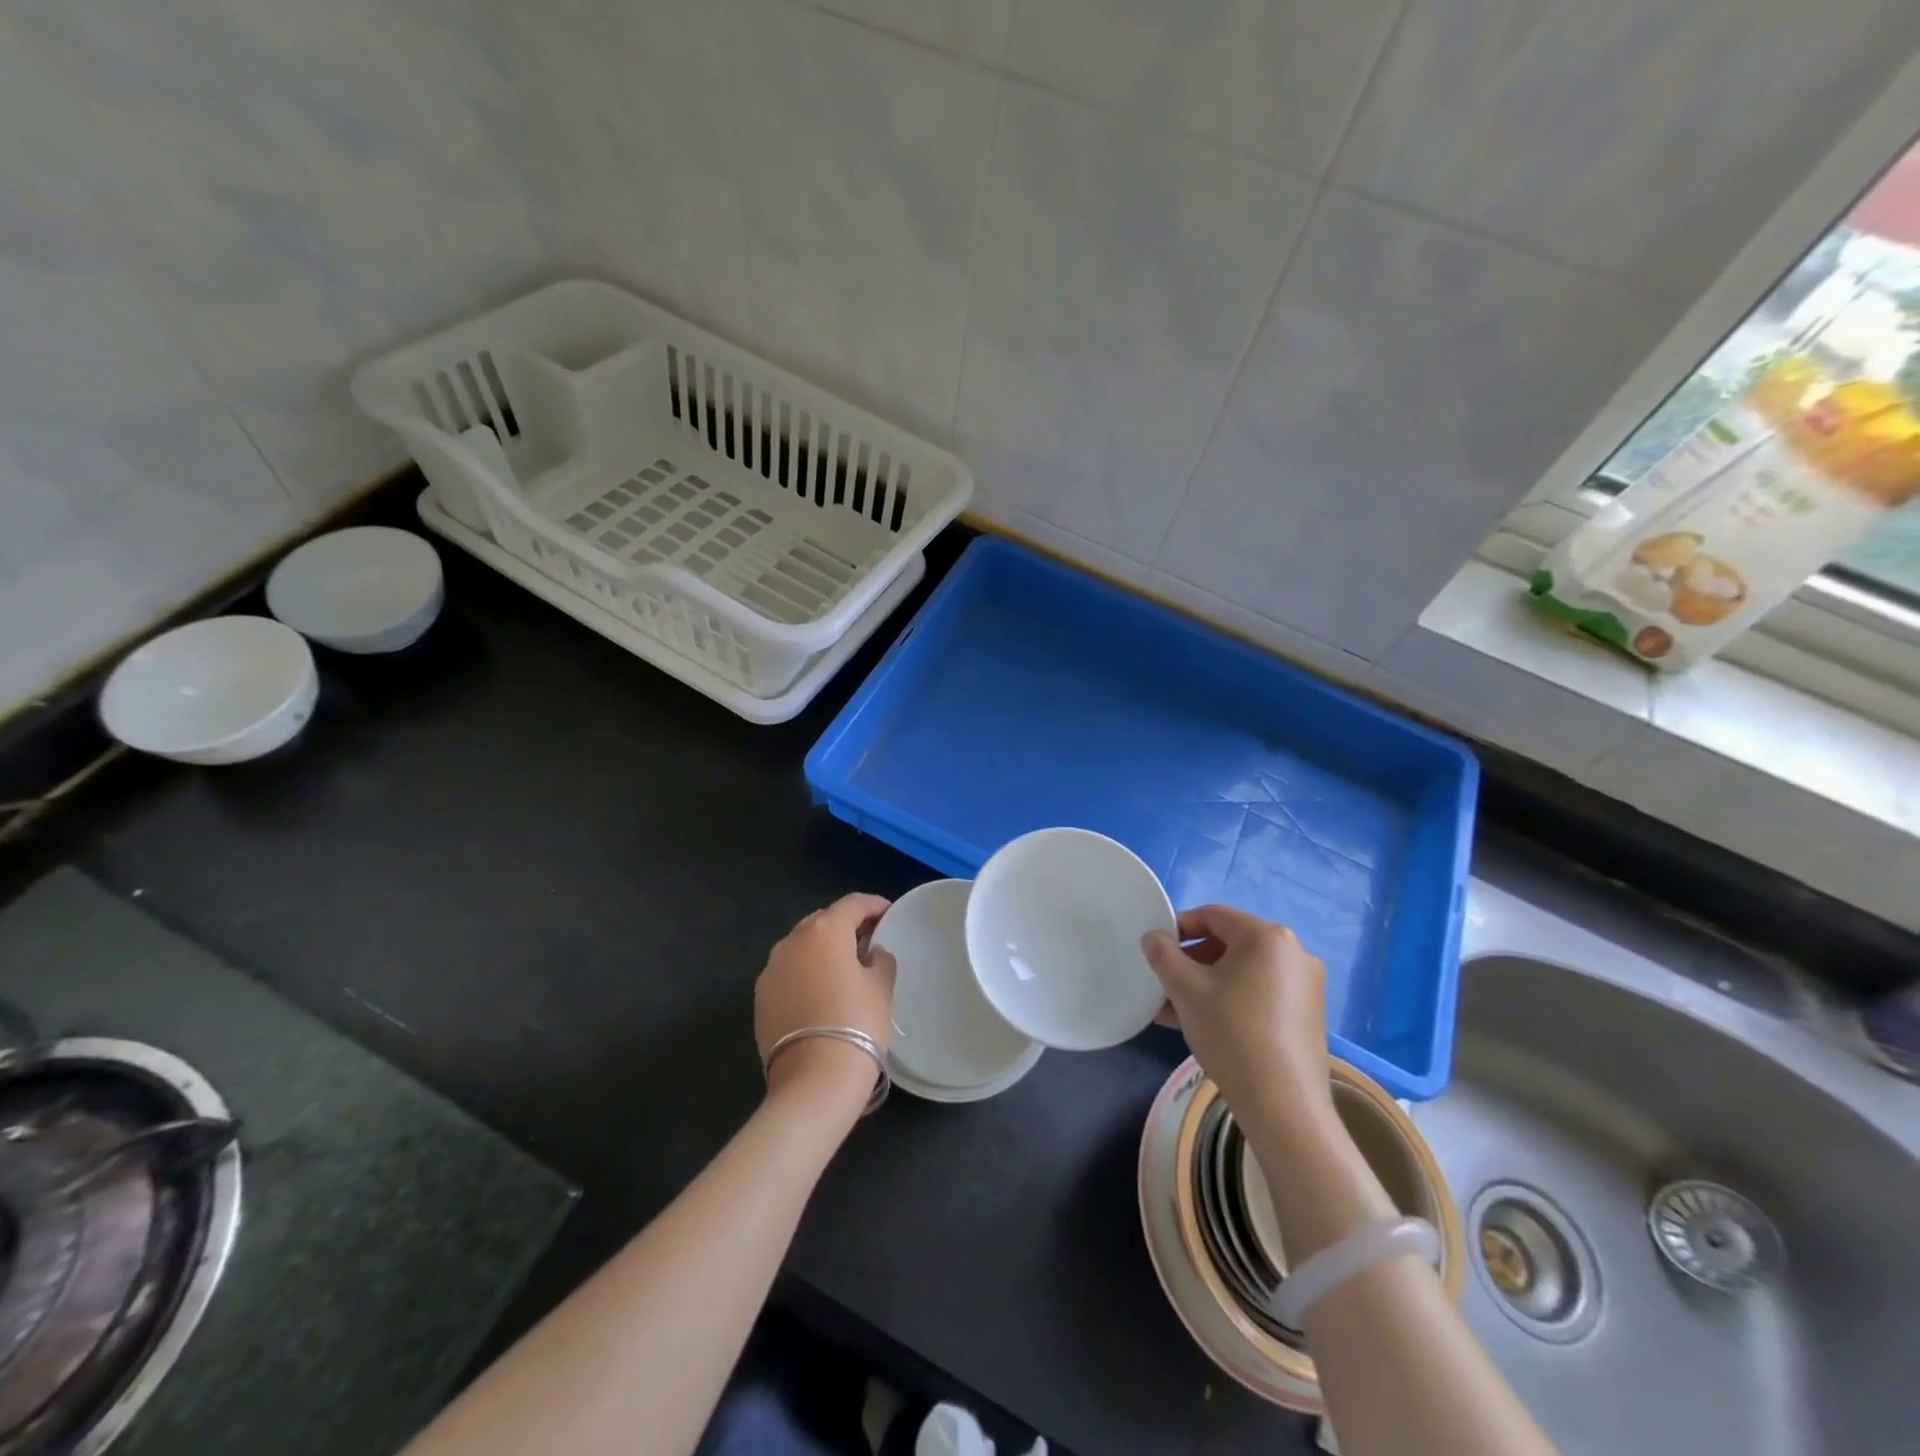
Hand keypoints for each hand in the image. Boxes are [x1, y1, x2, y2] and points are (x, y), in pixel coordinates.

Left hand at [755, 894, 896, 1118]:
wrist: (814, 1081)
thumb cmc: (857, 1025)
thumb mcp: (881, 988)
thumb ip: (880, 960)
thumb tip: (872, 953)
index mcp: (825, 931)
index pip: (853, 904)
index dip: (874, 905)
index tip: (889, 914)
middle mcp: (792, 941)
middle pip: (823, 920)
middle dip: (845, 926)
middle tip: (868, 941)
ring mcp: (771, 969)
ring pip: (801, 946)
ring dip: (822, 950)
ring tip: (843, 968)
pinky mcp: (760, 997)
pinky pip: (787, 972)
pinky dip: (804, 973)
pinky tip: (819, 993)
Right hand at [1142, 906, 1333, 1129]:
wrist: (1283, 1107)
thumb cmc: (1231, 1033)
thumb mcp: (1185, 989)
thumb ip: (1162, 954)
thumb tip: (1154, 937)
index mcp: (1267, 937)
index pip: (1212, 916)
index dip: (1178, 928)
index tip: (1155, 951)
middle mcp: (1293, 953)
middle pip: (1228, 944)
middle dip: (1190, 962)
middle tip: (1163, 984)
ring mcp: (1305, 986)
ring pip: (1241, 972)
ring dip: (1205, 984)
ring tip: (1173, 1010)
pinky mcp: (1307, 1015)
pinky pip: (1259, 993)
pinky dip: (1229, 1000)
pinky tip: (1202, 1025)